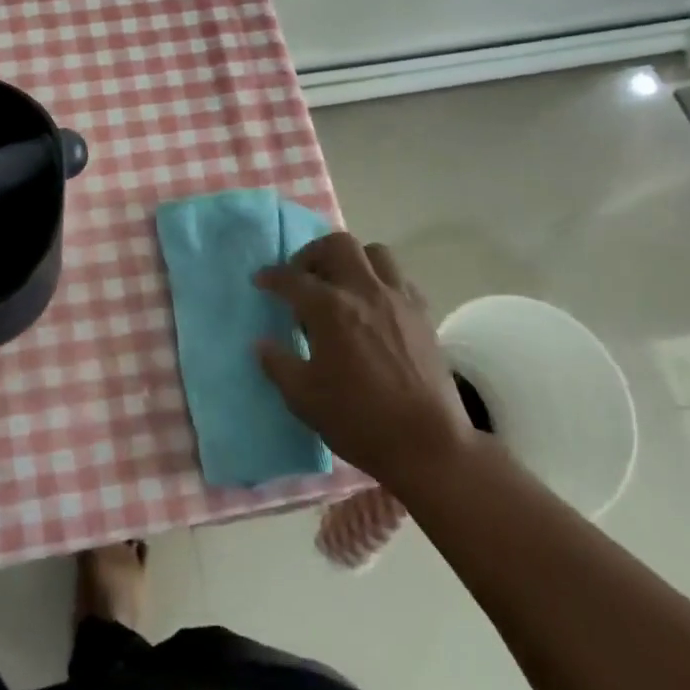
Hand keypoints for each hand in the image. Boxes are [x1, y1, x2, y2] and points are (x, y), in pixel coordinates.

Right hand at [254, 233, 475, 488]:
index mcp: (330, 309)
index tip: (261, 281)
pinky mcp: (423, 313)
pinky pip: (400, 278)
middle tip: (303, 276)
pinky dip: (381, 280)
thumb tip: (262, 343)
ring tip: (341, 285)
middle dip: (313, 253)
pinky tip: (373, 305)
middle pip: (337, 245)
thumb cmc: (359, 420)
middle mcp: (364, 291)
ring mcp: (398, 299)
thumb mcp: (303, 398)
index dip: (271, 276)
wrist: (428, 444)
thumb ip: (278, 364)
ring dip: (352, 260)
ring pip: (374, 253)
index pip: (292, 279)